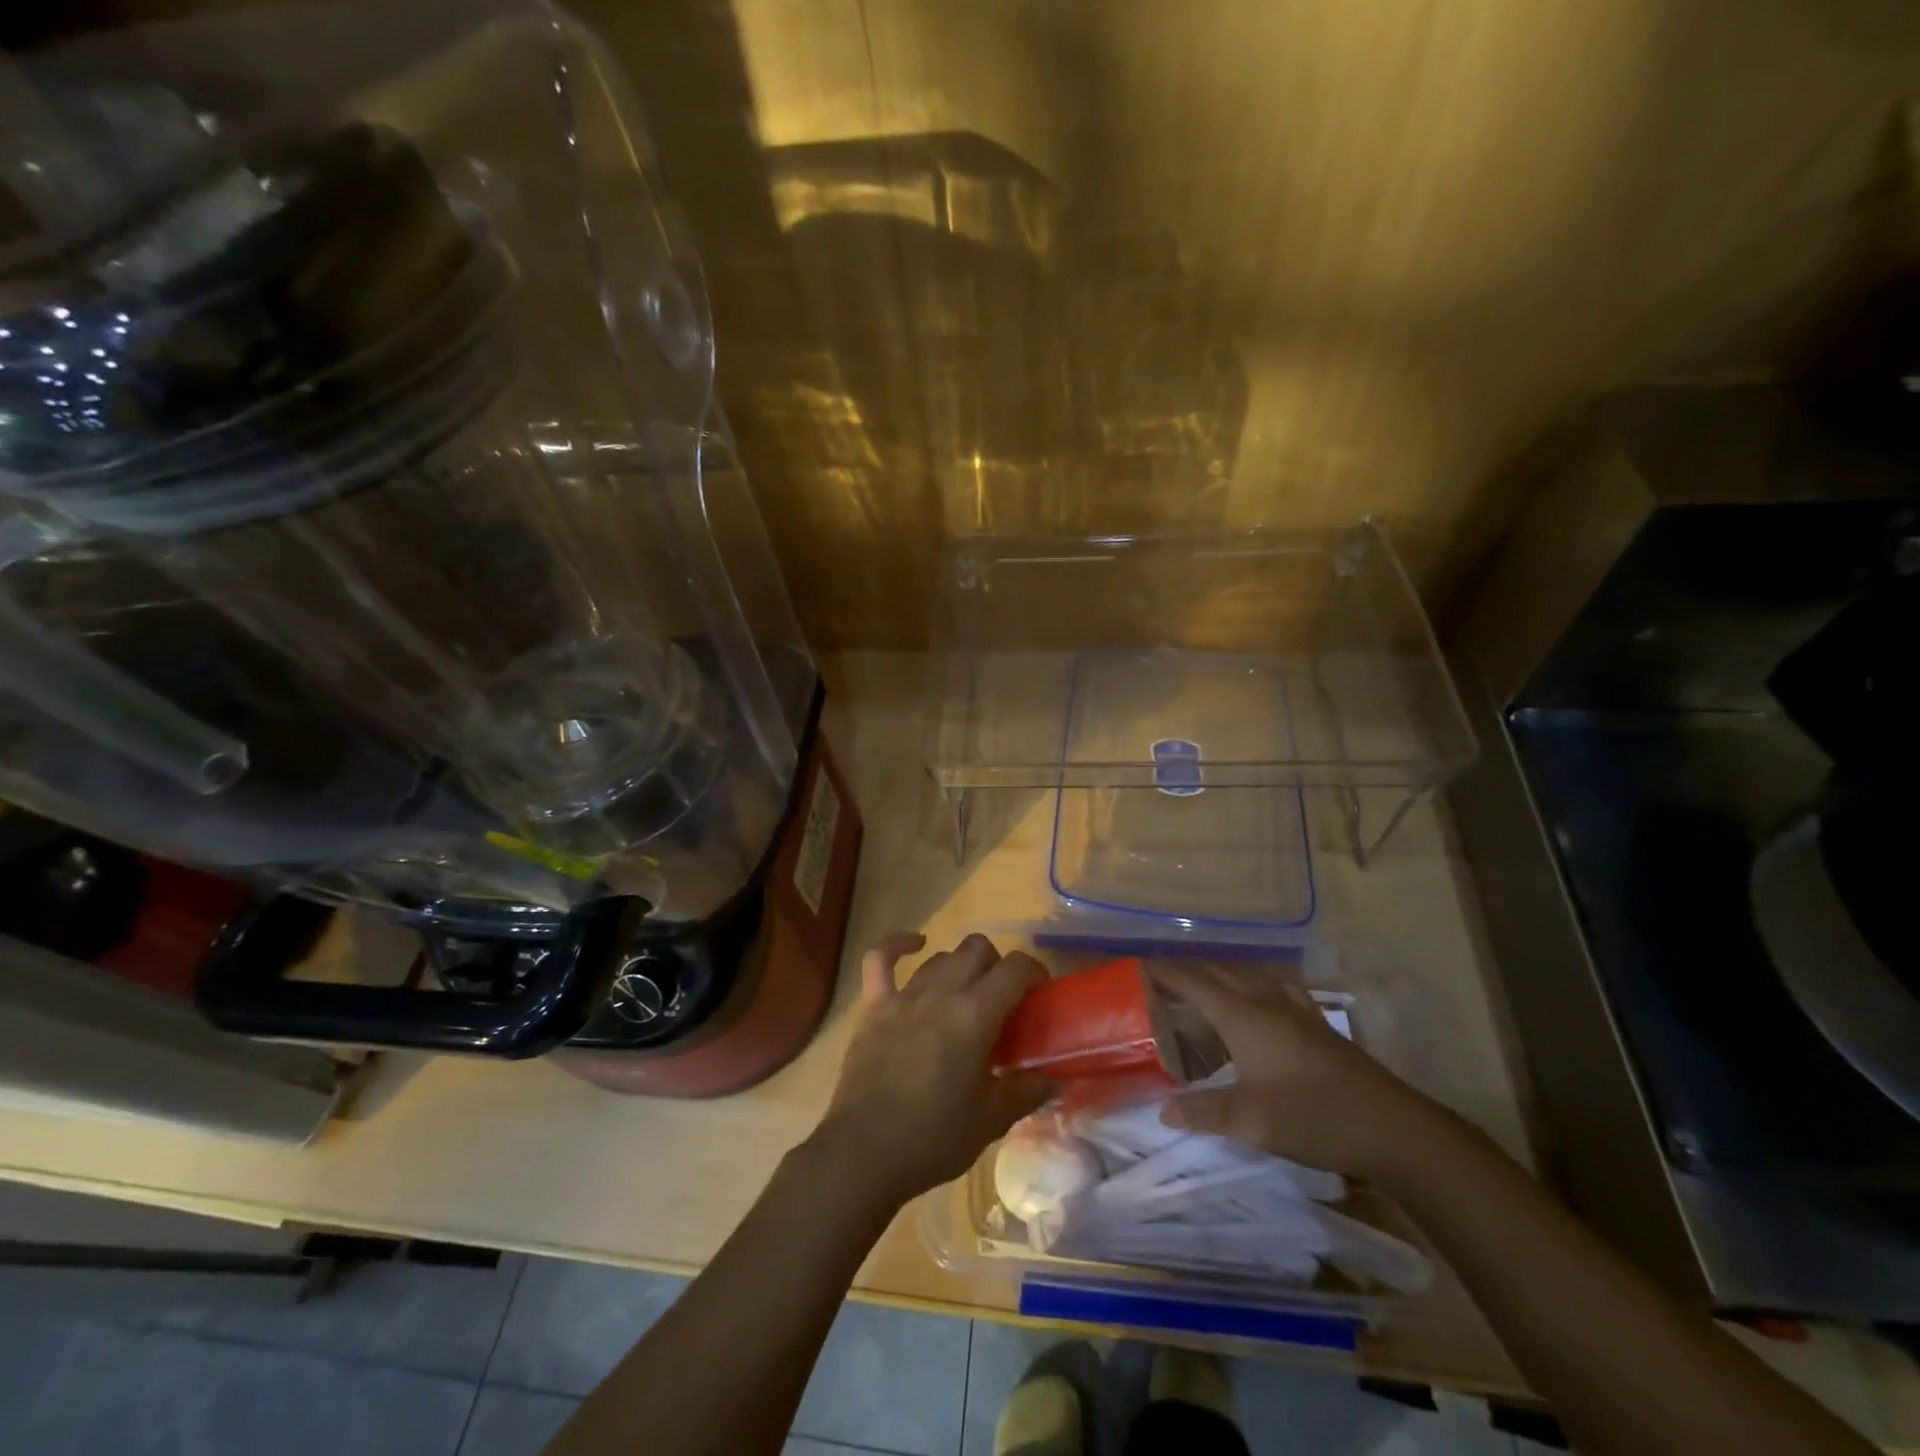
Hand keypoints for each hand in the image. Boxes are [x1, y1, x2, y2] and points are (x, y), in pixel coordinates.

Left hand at [812, 932, 1054, 1207]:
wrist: (864, 1153)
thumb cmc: (933, 1138)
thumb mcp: (991, 1120)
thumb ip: (1027, 1091)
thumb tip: (1057, 1079)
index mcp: (975, 1015)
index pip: (1015, 968)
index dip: (1034, 972)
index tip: (1039, 993)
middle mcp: (941, 992)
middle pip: (977, 949)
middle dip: (997, 965)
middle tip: (1002, 1000)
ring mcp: (903, 996)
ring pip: (941, 956)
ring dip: (960, 967)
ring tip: (965, 995)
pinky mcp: (873, 1005)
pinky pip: (880, 959)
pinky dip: (897, 945)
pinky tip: (915, 945)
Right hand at [1154, 962, 1441, 1182]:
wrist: (1390, 1127)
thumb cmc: (1311, 1116)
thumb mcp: (1250, 1120)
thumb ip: (1204, 1112)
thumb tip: (1163, 1110)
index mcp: (1243, 1016)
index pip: (1195, 983)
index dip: (1167, 973)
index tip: (1142, 965)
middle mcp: (1266, 1002)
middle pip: (1221, 975)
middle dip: (1190, 972)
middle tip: (1164, 979)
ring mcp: (1297, 1011)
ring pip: (1250, 979)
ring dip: (1223, 977)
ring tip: (1207, 987)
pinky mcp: (1318, 1026)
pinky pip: (1276, 990)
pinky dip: (1256, 987)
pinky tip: (1263, 1001)